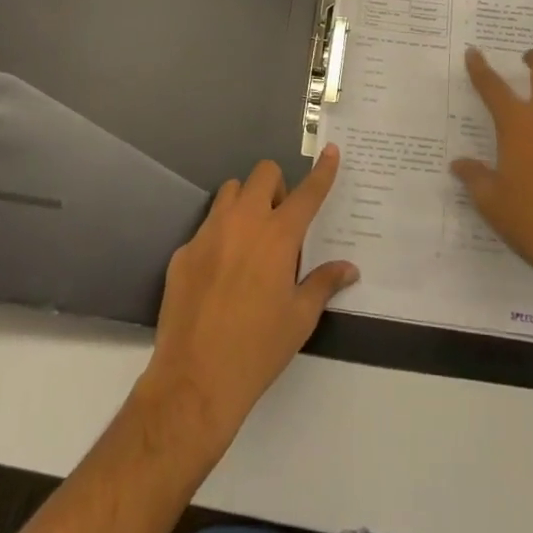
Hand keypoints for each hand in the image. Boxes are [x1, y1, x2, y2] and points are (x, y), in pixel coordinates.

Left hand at [141, 148, 357, 450]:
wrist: (194, 380)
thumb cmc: (257, 349)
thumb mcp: (300, 318)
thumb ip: (324, 283)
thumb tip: (349, 268)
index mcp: (278, 236)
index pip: (307, 192)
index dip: (322, 171)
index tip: (330, 151)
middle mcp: (243, 222)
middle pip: (263, 174)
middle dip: (277, 187)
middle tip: (280, 222)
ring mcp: (209, 233)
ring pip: (230, 192)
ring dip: (246, 203)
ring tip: (250, 241)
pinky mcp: (183, 251)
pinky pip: (206, 228)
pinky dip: (220, 238)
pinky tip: (220, 276)